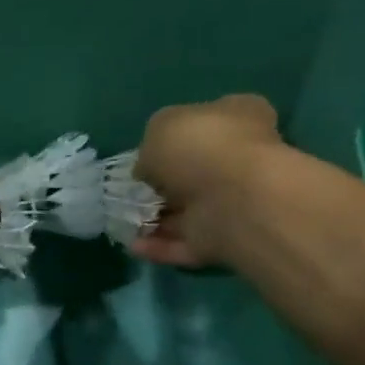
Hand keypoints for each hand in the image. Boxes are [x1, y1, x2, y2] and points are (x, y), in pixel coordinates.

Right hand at [130, 95, 285, 267]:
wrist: (233, 200)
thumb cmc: (200, 148)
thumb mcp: (161, 126)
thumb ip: (151, 145)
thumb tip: (148, 169)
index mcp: (238, 118)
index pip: (206, 122)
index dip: (174, 137)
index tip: (146, 154)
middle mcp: (239, 159)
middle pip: (194, 172)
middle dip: (162, 184)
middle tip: (132, 191)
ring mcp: (233, 202)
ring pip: (187, 212)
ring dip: (156, 219)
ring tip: (125, 221)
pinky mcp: (222, 240)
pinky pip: (184, 243)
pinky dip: (159, 246)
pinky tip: (135, 245)